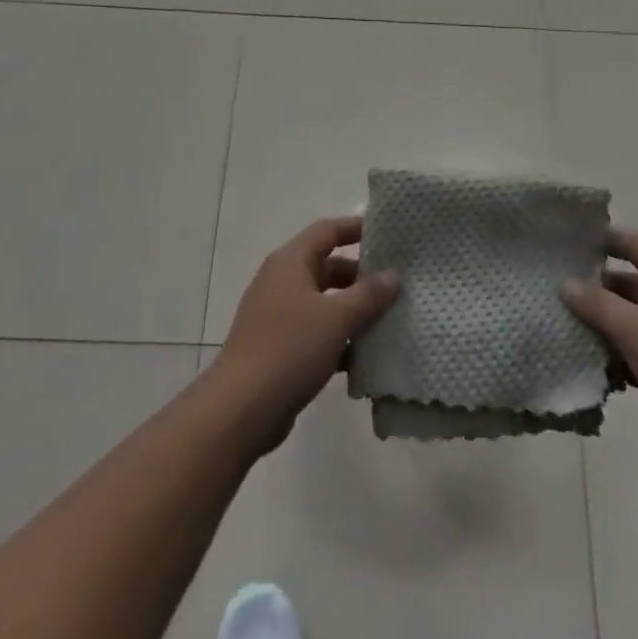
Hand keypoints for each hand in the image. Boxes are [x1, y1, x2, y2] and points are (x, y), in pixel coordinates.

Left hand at [214, 217, 399, 450]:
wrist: (240, 410)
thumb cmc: (289, 349)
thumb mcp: (337, 318)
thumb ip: (368, 294)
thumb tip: (394, 275)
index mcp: (290, 262)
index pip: (327, 231)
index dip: (356, 228)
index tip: (388, 232)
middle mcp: (282, 282)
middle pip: (327, 267)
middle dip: (361, 275)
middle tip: (397, 283)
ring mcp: (278, 316)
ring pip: (324, 303)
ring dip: (354, 310)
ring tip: (390, 318)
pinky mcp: (279, 348)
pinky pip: (317, 332)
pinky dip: (340, 338)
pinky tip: (366, 356)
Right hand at [561, 229, 637, 474]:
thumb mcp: (636, 329)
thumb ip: (598, 304)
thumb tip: (565, 283)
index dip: (609, 240)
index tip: (574, 239)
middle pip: (634, 284)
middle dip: (598, 287)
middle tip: (558, 285)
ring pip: (633, 320)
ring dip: (603, 322)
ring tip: (562, 318)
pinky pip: (637, 350)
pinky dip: (614, 352)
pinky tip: (584, 356)